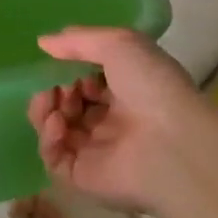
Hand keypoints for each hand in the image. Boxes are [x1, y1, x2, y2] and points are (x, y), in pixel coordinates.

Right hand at [29, 27, 217, 216]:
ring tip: (51, 101)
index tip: (62, 61)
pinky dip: (47, 138)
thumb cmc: (151, 85)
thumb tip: (43, 42)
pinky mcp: (84, 178)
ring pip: (55, 129)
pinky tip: (56, 123)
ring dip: (44, 109)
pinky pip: (54, 158)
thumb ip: (78, 40)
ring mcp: (96, 150)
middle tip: (57, 85)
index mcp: (124, 90)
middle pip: (67, 103)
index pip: (86, 79)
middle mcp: (110, 120)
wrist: (174, 145)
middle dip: (54, 88)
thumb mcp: (118, 43)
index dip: (70, 68)